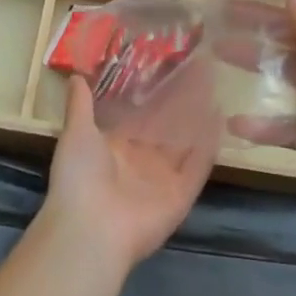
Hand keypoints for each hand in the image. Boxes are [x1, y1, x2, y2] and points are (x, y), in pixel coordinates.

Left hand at [42, 71, 216, 275]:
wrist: (91, 229)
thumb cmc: (79, 176)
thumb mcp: (76, 133)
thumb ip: (80, 105)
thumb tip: (75, 75)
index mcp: (114, 148)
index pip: (139, 116)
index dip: (153, 93)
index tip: (168, 65)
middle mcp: (141, 161)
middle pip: (166, 126)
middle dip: (181, 100)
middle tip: (199, 67)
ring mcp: (162, 179)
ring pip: (185, 141)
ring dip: (198, 116)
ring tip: (214, 83)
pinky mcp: (181, 195)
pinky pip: (198, 166)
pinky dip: (209, 144)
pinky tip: (220, 116)